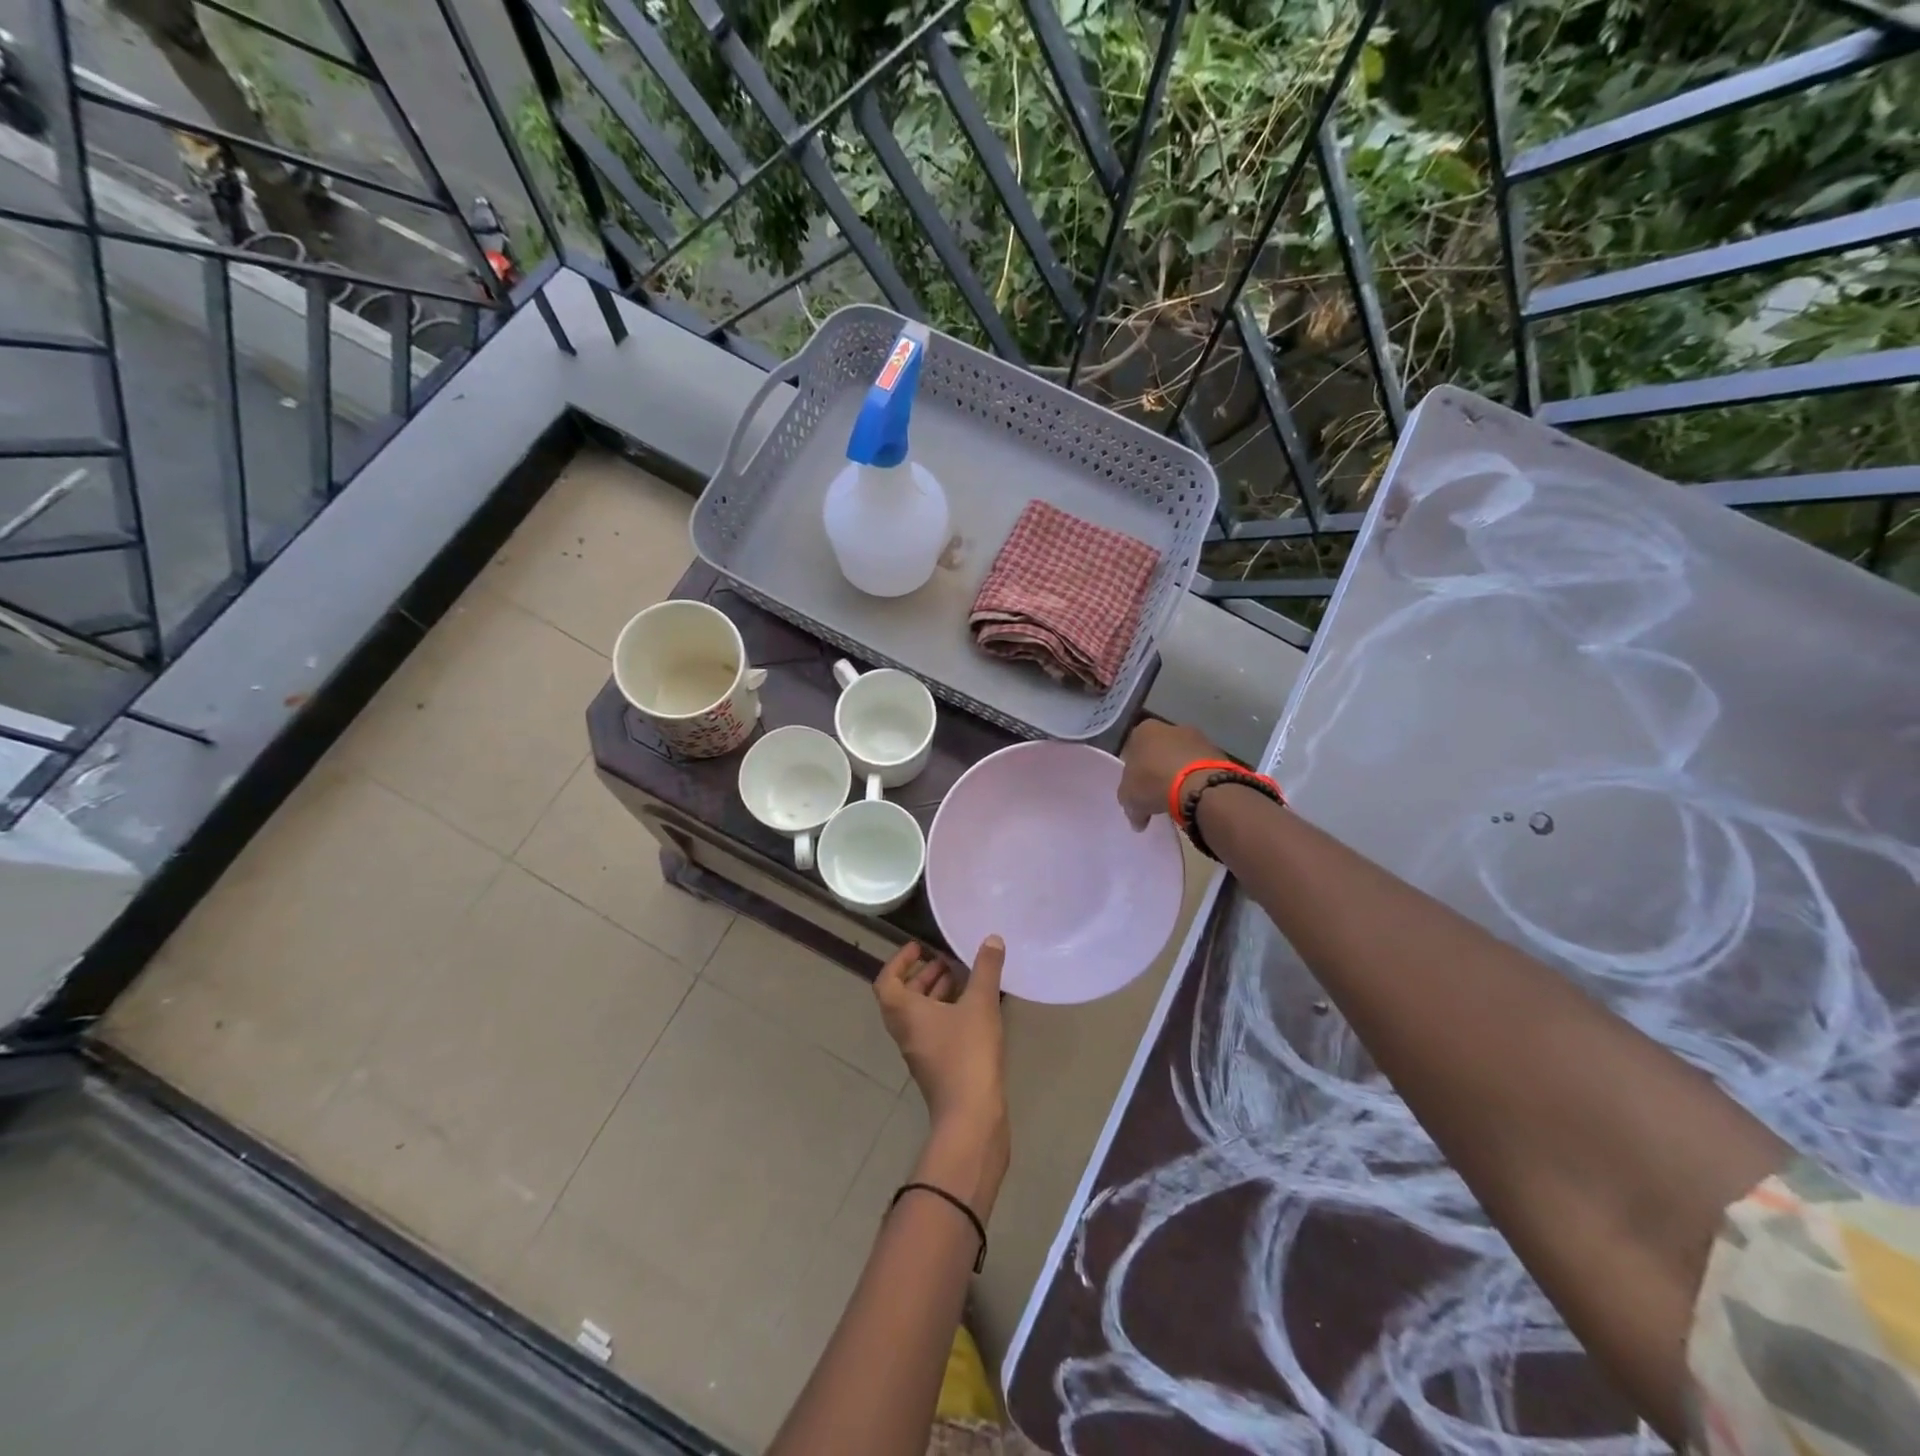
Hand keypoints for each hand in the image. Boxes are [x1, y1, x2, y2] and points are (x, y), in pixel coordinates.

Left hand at [874, 939, 1007, 1145]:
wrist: (971, 1116)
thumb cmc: (967, 1053)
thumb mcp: (980, 1004)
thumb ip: (985, 969)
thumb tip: (991, 938)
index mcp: (904, 1012)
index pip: (887, 981)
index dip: (899, 961)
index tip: (918, 947)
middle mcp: (905, 1030)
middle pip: (903, 997)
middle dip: (922, 975)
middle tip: (946, 960)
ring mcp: (920, 1051)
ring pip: (920, 1014)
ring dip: (935, 993)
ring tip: (962, 977)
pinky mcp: (937, 1066)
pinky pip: (934, 1030)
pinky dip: (947, 1012)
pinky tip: (973, 1008)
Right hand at [1118, 718, 1225, 830]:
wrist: (1198, 784)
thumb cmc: (1153, 783)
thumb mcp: (1129, 797)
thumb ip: (1130, 804)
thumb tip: (1138, 819)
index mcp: (1143, 731)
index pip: (1132, 749)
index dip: (1133, 771)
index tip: (1136, 788)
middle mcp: (1170, 727)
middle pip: (1159, 750)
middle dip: (1157, 768)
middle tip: (1156, 792)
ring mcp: (1197, 736)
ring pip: (1181, 757)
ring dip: (1178, 772)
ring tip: (1177, 798)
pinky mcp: (1217, 751)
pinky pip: (1200, 766)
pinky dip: (1197, 778)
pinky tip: (1194, 795)